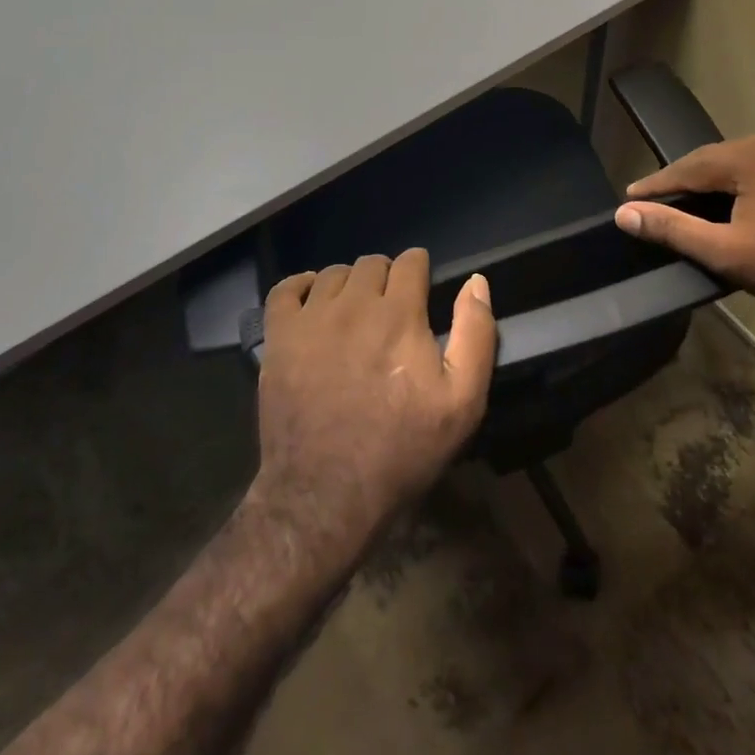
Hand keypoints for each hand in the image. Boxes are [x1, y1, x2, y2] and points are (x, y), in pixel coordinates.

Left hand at [251, 249, 495, 558]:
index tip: (422, 290)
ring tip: (355, 312)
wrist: (327, 493)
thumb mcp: (462, 401)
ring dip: (349, 284)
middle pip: (371, 264)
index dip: (420, 270)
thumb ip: (475, 333)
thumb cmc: (402, 448)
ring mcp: (310, 320)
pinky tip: (312, 303)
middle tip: (391, 310)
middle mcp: (353, 305)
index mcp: (399, 314)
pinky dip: (301, 286)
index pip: (411, 261)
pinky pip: (285, 290)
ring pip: (332, 274)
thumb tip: (477, 283)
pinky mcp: (278, 339)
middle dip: (387, 277)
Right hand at [614, 127, 754, 319]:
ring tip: (721, 198)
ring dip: (736, 175)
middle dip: (698, 179)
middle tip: (676, 200)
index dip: (658, 183)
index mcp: (752, 155)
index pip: (689, 165)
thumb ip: (674, 229)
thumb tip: (625, 213)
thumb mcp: (730, 254)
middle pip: (725, 157)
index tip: (632, 195)